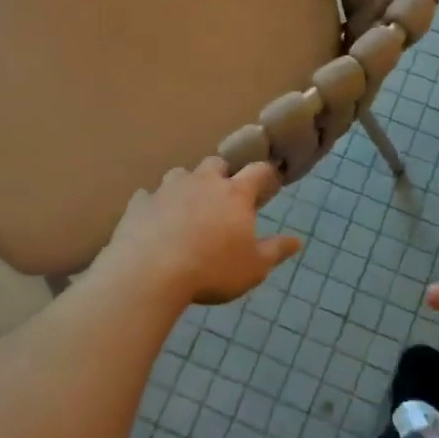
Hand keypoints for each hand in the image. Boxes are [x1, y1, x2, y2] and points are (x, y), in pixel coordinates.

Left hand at [95, 158, 301, 305]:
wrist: (150, 273)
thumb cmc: (212, 269)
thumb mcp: (254, 267)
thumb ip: (275, 251)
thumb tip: (298, 241)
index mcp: (235, 194)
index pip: (258, 171)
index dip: (266, 175)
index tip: (269, 185)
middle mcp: (203, 182)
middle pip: (216, 164)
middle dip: (222, 175)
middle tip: (223, 196)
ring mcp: (168, 189)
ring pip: (180, 174)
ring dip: (187, 186)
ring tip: (187, 208)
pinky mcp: (140, 203)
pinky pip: (148, 196)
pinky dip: (154, 205)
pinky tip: (153, 221)